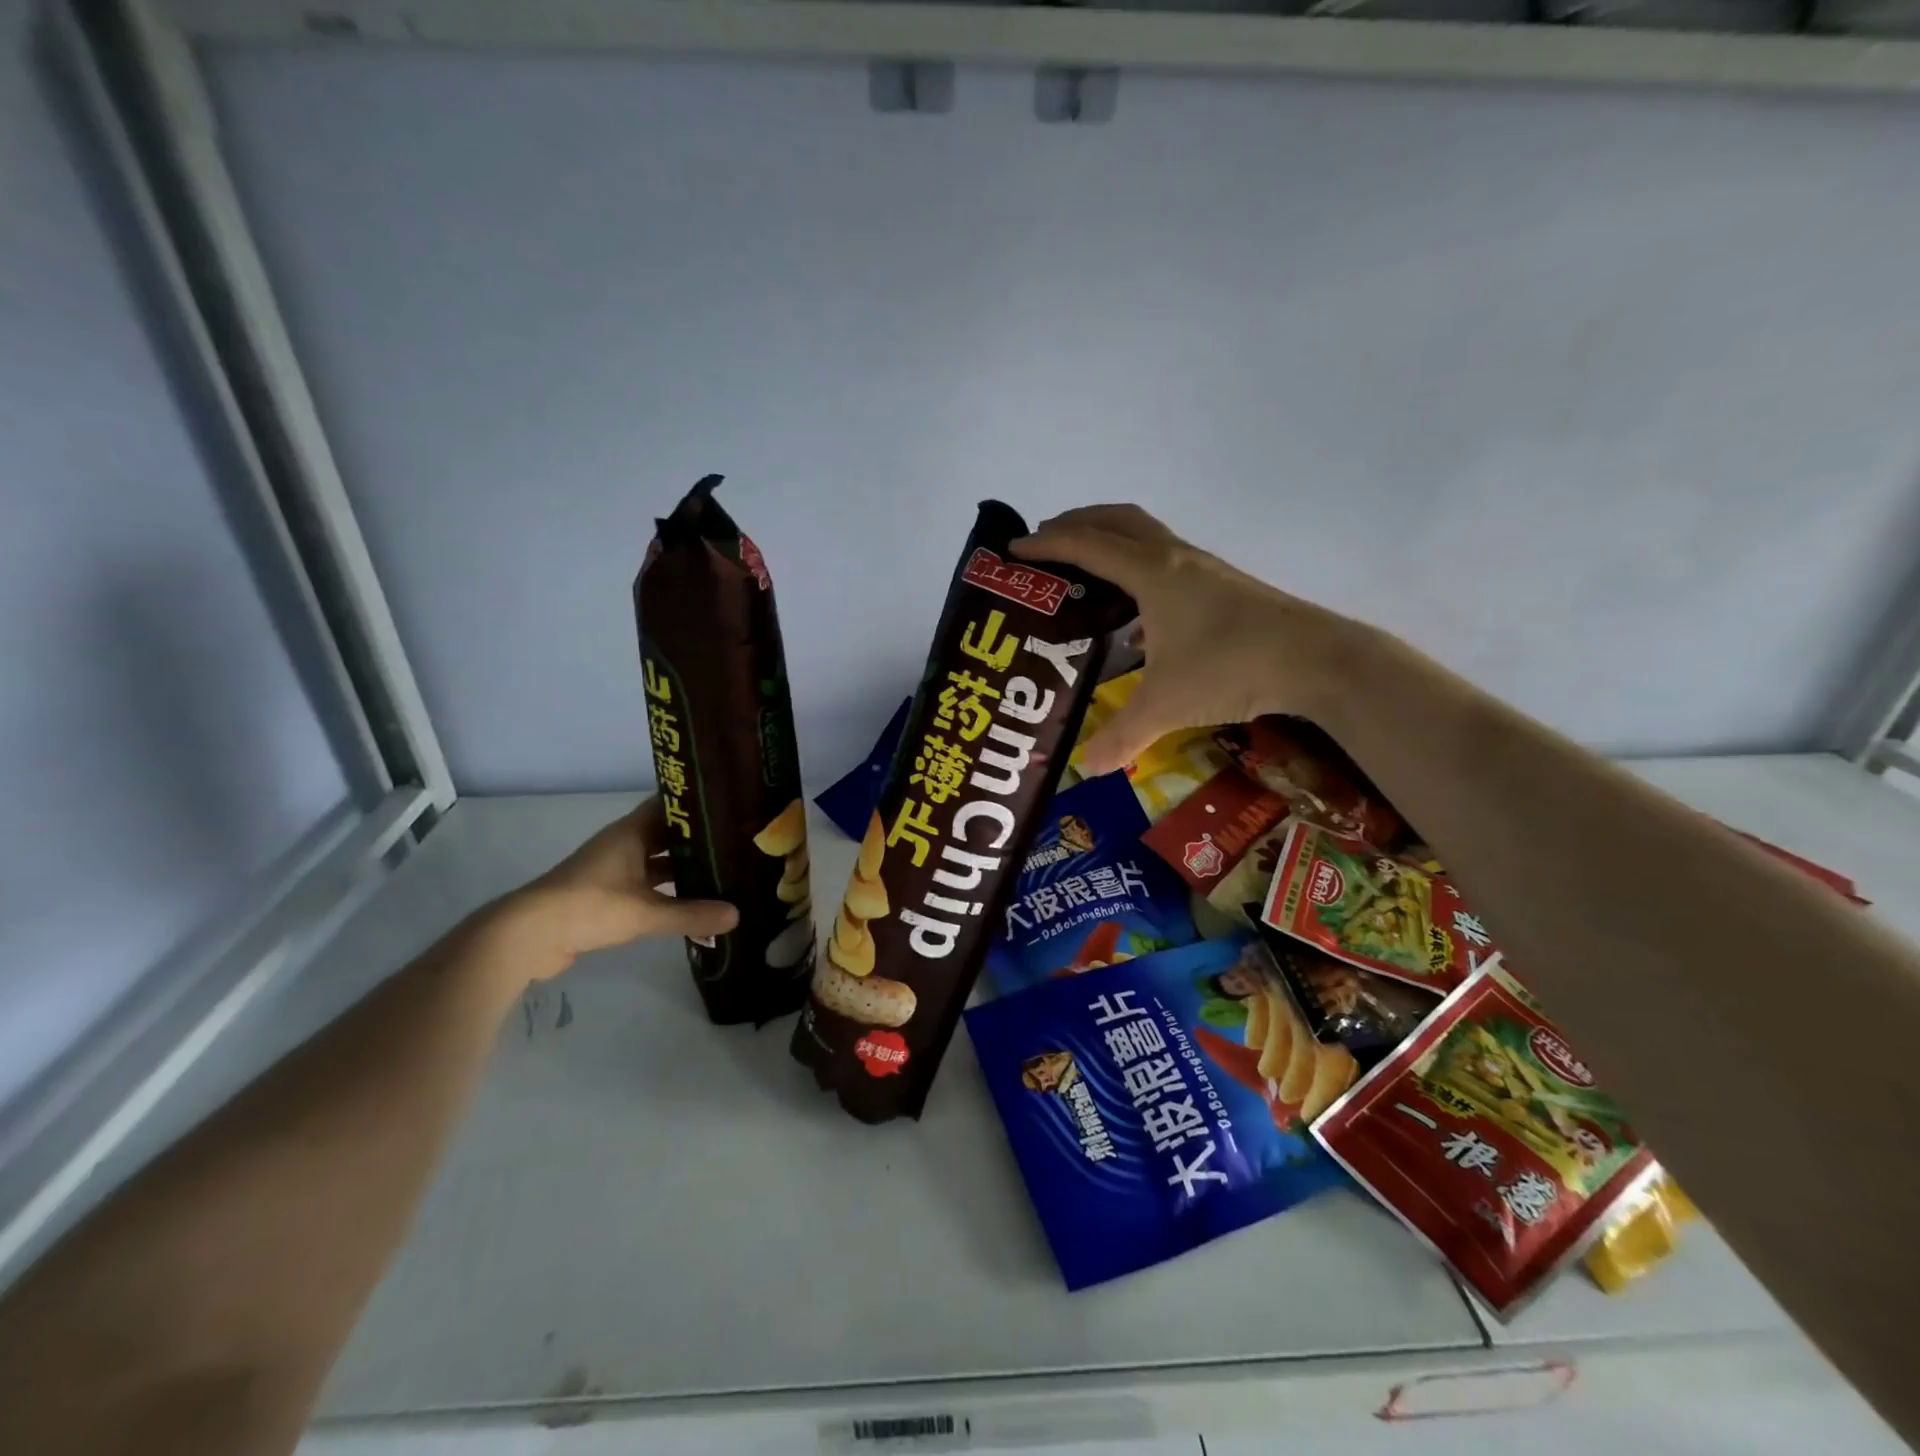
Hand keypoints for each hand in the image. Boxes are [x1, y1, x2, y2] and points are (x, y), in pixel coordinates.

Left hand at [496, 798, 738, 978]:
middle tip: (737, 843)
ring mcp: (613, 870)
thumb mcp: (646, 912)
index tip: (731, 806)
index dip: (698, 804)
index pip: (670, 806)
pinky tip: (692, 902)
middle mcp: (623, 844)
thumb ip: (692, 915)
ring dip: (683, 867)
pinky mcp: (607, 895)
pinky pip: (647, 885)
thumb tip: (737, 915)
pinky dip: (668, 891)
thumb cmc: (589, 906)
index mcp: (631, 833)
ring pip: (658, 862)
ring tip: (723, 871)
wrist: (528, 936)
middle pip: (667, 835)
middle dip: (698, 839)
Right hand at [1013, 505, 1364, 773]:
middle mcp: (1175, 559)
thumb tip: (1086, 768)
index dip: (1046, 545)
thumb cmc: (1232, 667)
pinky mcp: (1222, 585)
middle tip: (1044, 541)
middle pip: (1117, 521)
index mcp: (1152, 574)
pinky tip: (1135, 610)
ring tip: (1083, 567)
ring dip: (1110, 539)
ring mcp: (1203, 569)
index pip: (1087, 547)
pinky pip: (1166, 559)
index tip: (1013, 552)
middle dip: (1076, 523)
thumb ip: (1121, 735)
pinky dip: (1137, 566)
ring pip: (1146, 535)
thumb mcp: (1167, 704)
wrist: (1316, 660)